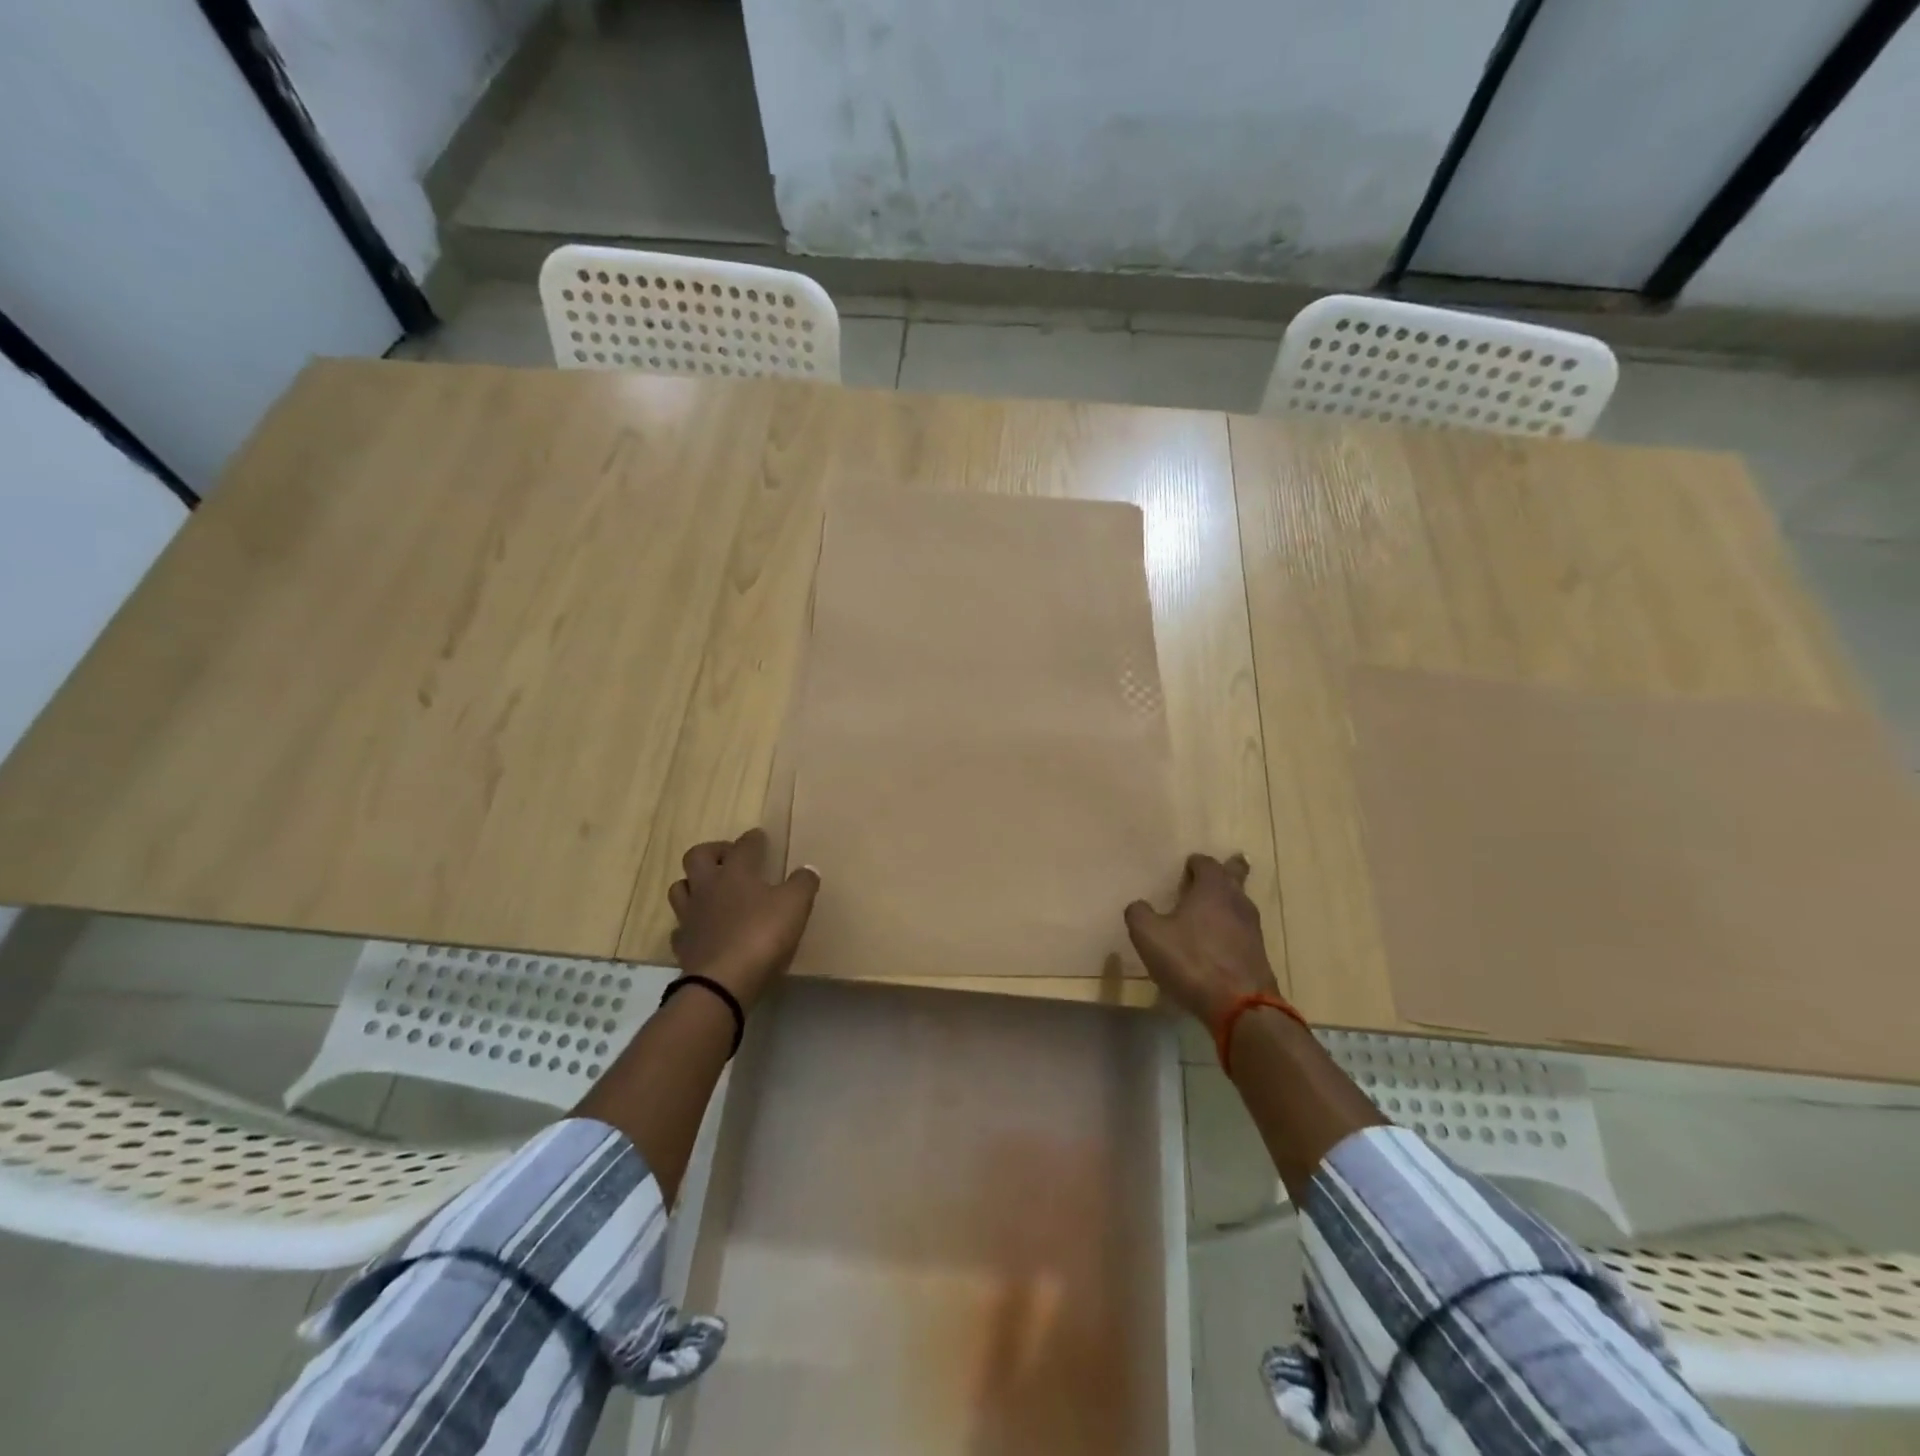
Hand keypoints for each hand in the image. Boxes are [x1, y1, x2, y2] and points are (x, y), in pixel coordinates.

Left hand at [668, 828, 819, 1008]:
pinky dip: (691, 924)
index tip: (760, 837)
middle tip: (730, 858)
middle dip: (713, 851)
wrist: (722, 983)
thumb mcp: (795, 905)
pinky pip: (681, 926)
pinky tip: (703, 929)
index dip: (753, 839)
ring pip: (681, 888)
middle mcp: (708, 887)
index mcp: (736, 873)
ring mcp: (690, 916)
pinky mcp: (682, 945)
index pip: (743, 845)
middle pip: (697, 856)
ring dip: (694, 884)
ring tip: (711, 890)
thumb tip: (808, 870)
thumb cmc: (761, 935)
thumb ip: (803, 884)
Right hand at [1124, 852, 1277, 1027]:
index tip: (1187, 867)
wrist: (1241, 1006)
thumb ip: (1139, 914)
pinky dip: (1231, 930)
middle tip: (1223, 868)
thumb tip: (1139, 906)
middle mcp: (1237, 902)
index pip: (1207, 863)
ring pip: (1241, 904)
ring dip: (1229, 902)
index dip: (1196, 863)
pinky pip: (1243, 932)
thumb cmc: (1192, 961)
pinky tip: (1219, 943)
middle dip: (1229, 870)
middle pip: (1236, 876)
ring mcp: (1252, 929)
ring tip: (1213, 908)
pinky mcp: (1258, 955)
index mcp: (1212, 889)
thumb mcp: (1149, 936)